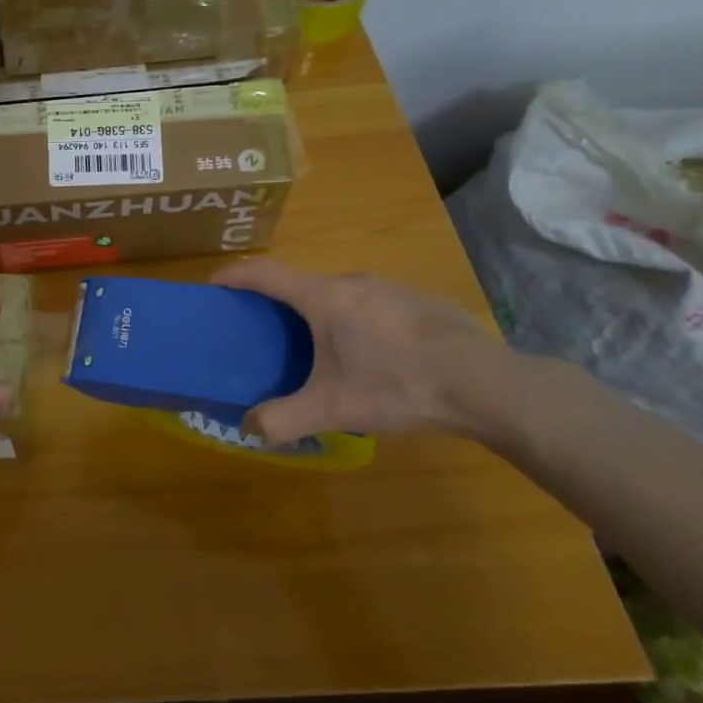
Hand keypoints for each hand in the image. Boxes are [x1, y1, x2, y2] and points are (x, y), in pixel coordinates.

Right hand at [210, 259, 504, 444]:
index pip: (264, 273)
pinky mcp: (420, 302)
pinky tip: (376, 358)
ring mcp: (390, 288)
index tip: (213, 284)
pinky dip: (358, 322)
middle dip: (279, 305)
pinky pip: (373, 305)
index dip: (234, 275)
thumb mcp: (334, 410)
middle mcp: (352, 282)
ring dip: (323, 315)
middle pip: (302, 285)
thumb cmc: (398, 385)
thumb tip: (249, 428)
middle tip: (269, 334)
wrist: (489, 386)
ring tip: (323, 350)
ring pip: (341, 296)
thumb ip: (284, 419)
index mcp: (323, 298)